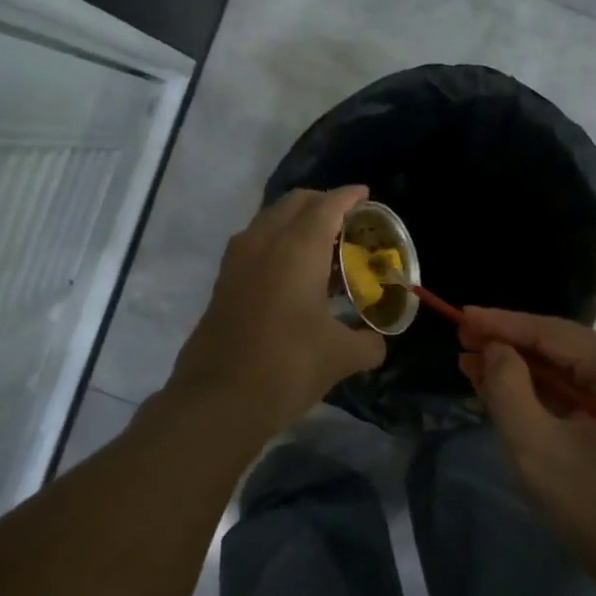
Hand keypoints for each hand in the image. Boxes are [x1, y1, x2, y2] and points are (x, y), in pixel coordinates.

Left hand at [165, 186, 386, 441]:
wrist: (219, 400)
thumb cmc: (288, 367)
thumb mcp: (340, 357)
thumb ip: (367, 343)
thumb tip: (377, 342)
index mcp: (297, 249)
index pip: (326, 206)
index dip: (348, 197)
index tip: (365, 195)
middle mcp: (263, 244)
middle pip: (293, 204)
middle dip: (321, 202)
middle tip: (346, 220)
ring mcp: (237, 262)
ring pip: (268, 222)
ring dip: (294, 223)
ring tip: (321, 246)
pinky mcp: (222, 284)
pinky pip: (254, 245)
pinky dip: (276, 244)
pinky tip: (292, 274)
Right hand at [458, 308, 595, 591]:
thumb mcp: (538, 449)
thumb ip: (508, 388)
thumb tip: (495, 349)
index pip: (554, 333)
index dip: (501, 324)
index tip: (459, 316)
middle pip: (566, 349)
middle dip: (511, 350)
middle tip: (462, 345)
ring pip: (576, 372)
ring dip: (528, 373)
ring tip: (476, 367)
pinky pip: (591, 393)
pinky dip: (552, 394)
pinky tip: (513, 391)